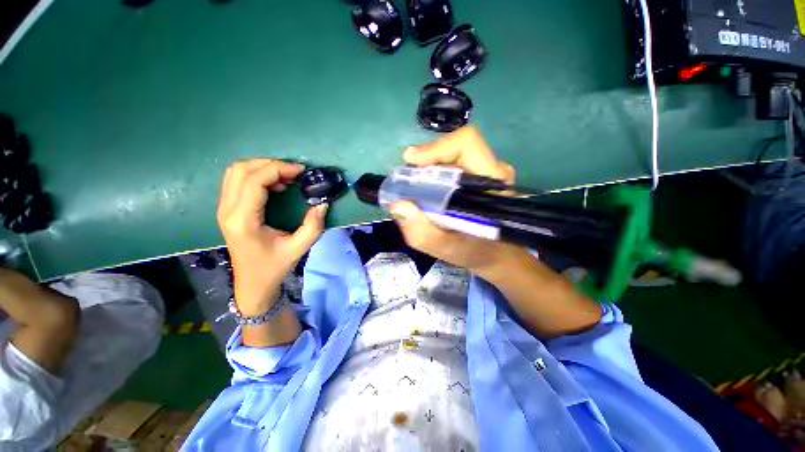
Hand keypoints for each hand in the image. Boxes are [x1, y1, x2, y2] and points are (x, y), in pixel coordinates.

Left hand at [217, 159, 326, 316]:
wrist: (252, 284)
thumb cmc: (273, 267)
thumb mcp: (298, 249)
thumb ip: (313, 227)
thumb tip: (322, 204)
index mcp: (243, 219)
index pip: (254, 180)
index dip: (278, 169)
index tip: (301, 171)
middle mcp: (227, 210)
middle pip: (240, 170)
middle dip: (270, 164)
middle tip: (294, 173)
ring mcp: (224, 208)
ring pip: (236, 172)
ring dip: (262, 168)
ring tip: (286, 178)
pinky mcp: (228, 209)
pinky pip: (237, 181)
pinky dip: (257, 176)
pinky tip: (275, 185)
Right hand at [390, 127, 523, 275]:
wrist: (499, 255)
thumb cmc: (479, 253)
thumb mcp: (449, 251)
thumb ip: (423, 233)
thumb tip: (397, 206)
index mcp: (492, 184)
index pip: (466, 144)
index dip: (436, 149)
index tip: (411, 163)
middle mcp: (494, 170)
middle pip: (456, 147)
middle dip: (427, 160)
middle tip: (407, 179)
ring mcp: (488, 171)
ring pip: (453, 154)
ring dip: (430, 167)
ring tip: (415, 187)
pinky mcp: (481, 176)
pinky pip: (454, 164)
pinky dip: (435, 173)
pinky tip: (428, 190)